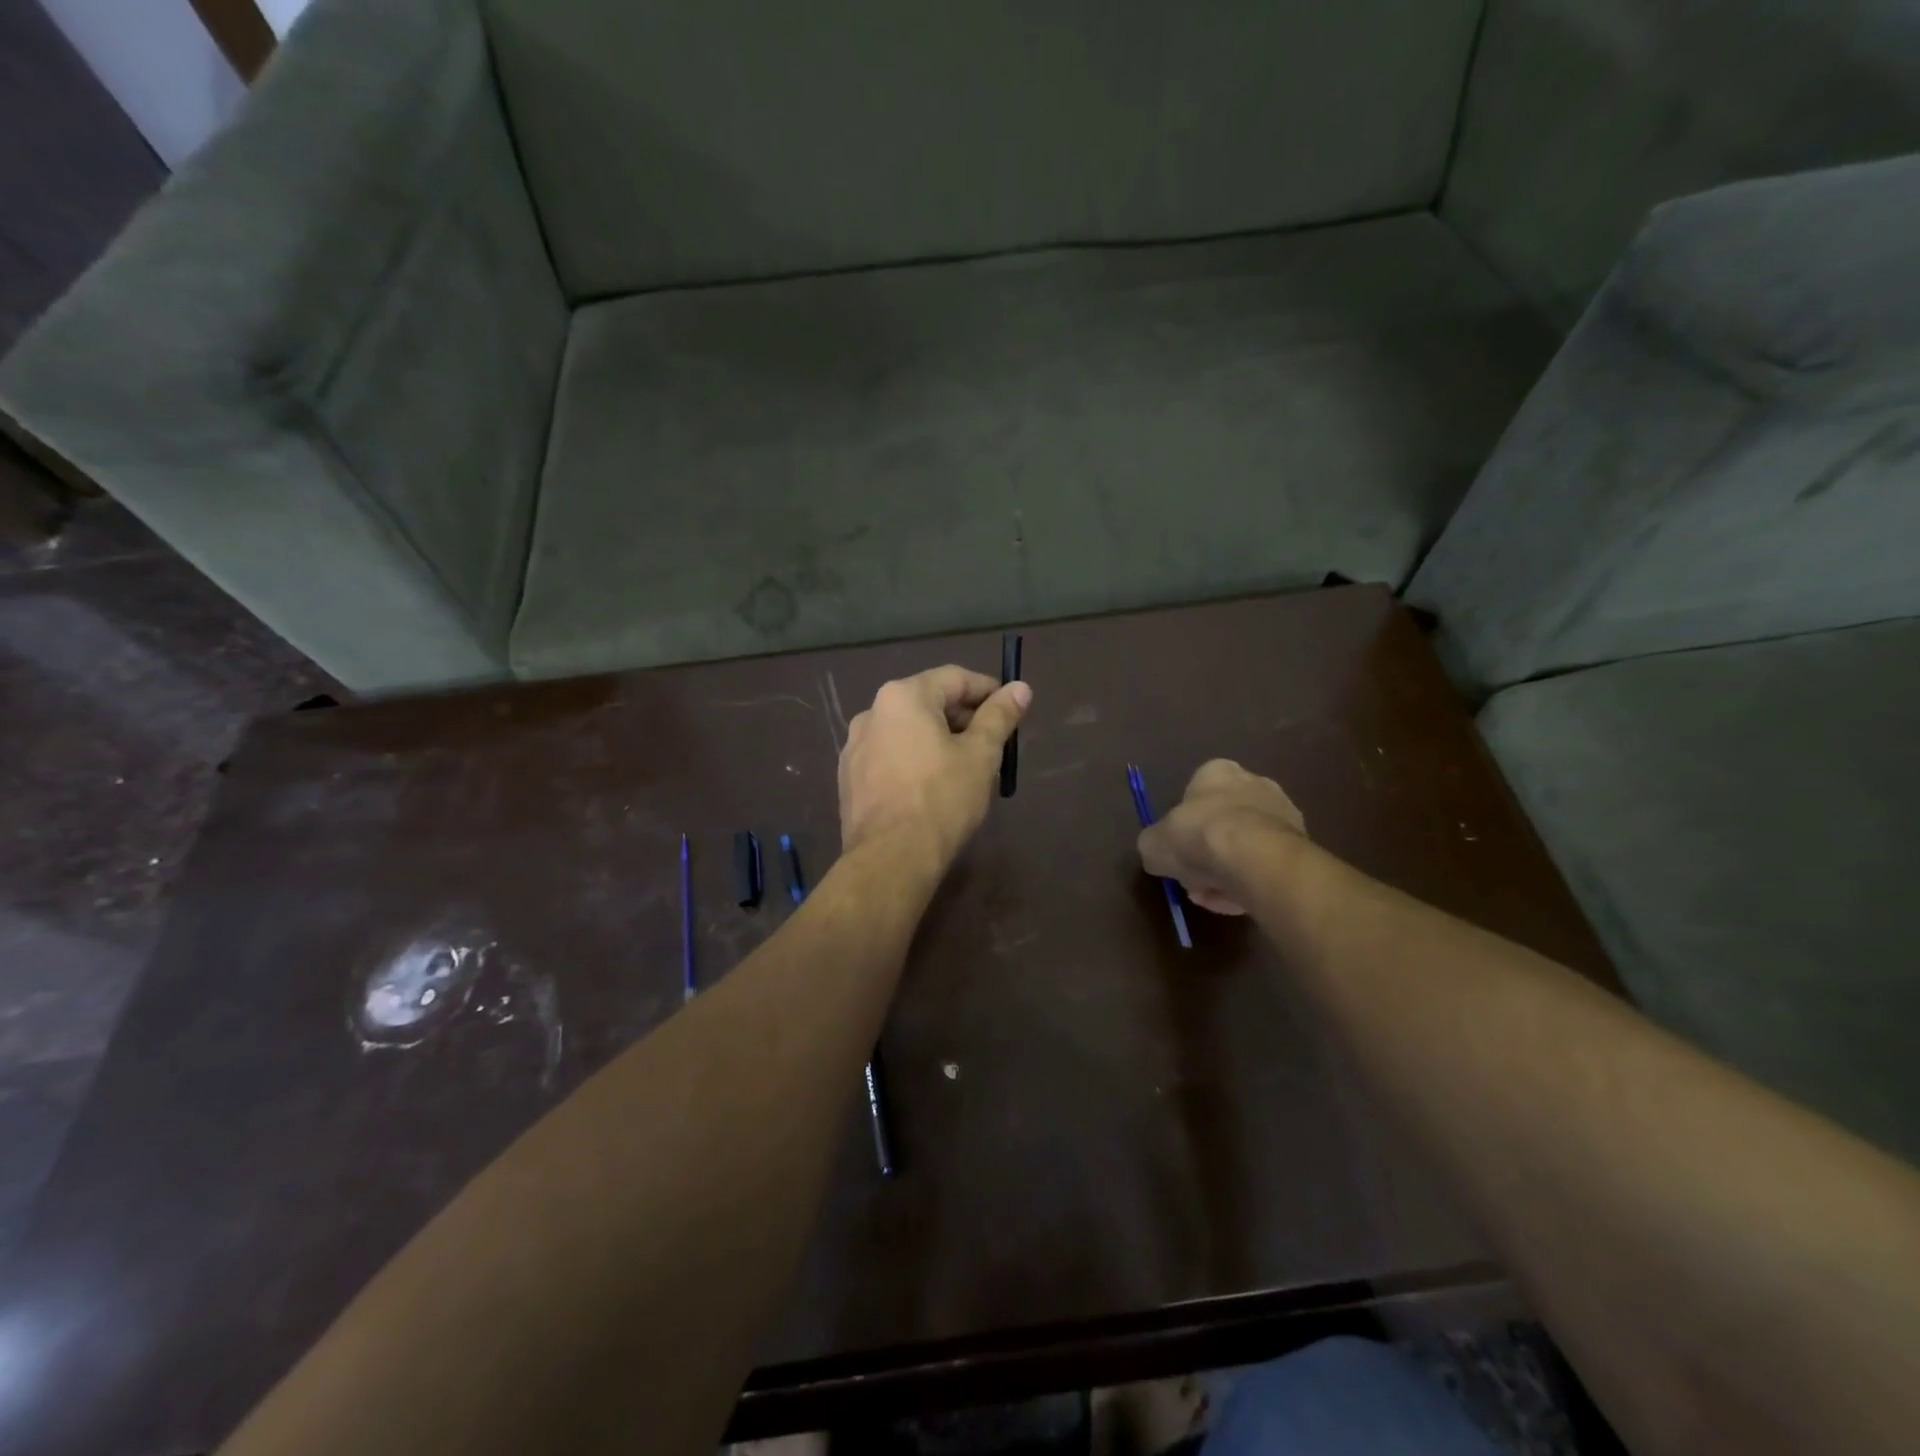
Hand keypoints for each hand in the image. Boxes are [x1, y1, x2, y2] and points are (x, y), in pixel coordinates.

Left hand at [839, 665, 1032, 871]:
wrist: (891, 858)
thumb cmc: (942, 799)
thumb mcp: (981, 755)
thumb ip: (999, 716)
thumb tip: (1021, 687)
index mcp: (902, 697)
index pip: (954, 678)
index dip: (988, 690)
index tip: (1010, 709)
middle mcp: (872, 712)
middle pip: (928, 702)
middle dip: (963, 718)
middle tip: (992, 744)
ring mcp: (855, 747)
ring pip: (907, 731)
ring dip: (938, 740)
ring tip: (965, 768)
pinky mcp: (849, 778)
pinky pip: (889, 756)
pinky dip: (914, 760)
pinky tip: (931, 788)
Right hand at [1137, 759, 1306, 914]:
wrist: (1255, 858)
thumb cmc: (1197, 835)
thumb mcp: (1153, 843)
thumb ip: (1154, 845)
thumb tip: (1157, 854)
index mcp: (1217, 772)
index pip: (1196, 793)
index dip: (1184, 826)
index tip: (1177, 851)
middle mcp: (1254, 783)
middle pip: (1223, 821)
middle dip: (1208, 852)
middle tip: (1194, 880)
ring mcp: (1283, 813)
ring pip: (1246, 847)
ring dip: (1228, 871)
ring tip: (1213, 897)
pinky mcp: (1302, 844)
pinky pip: (1266, 865)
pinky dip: (1251, 882)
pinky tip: (1237, 901)